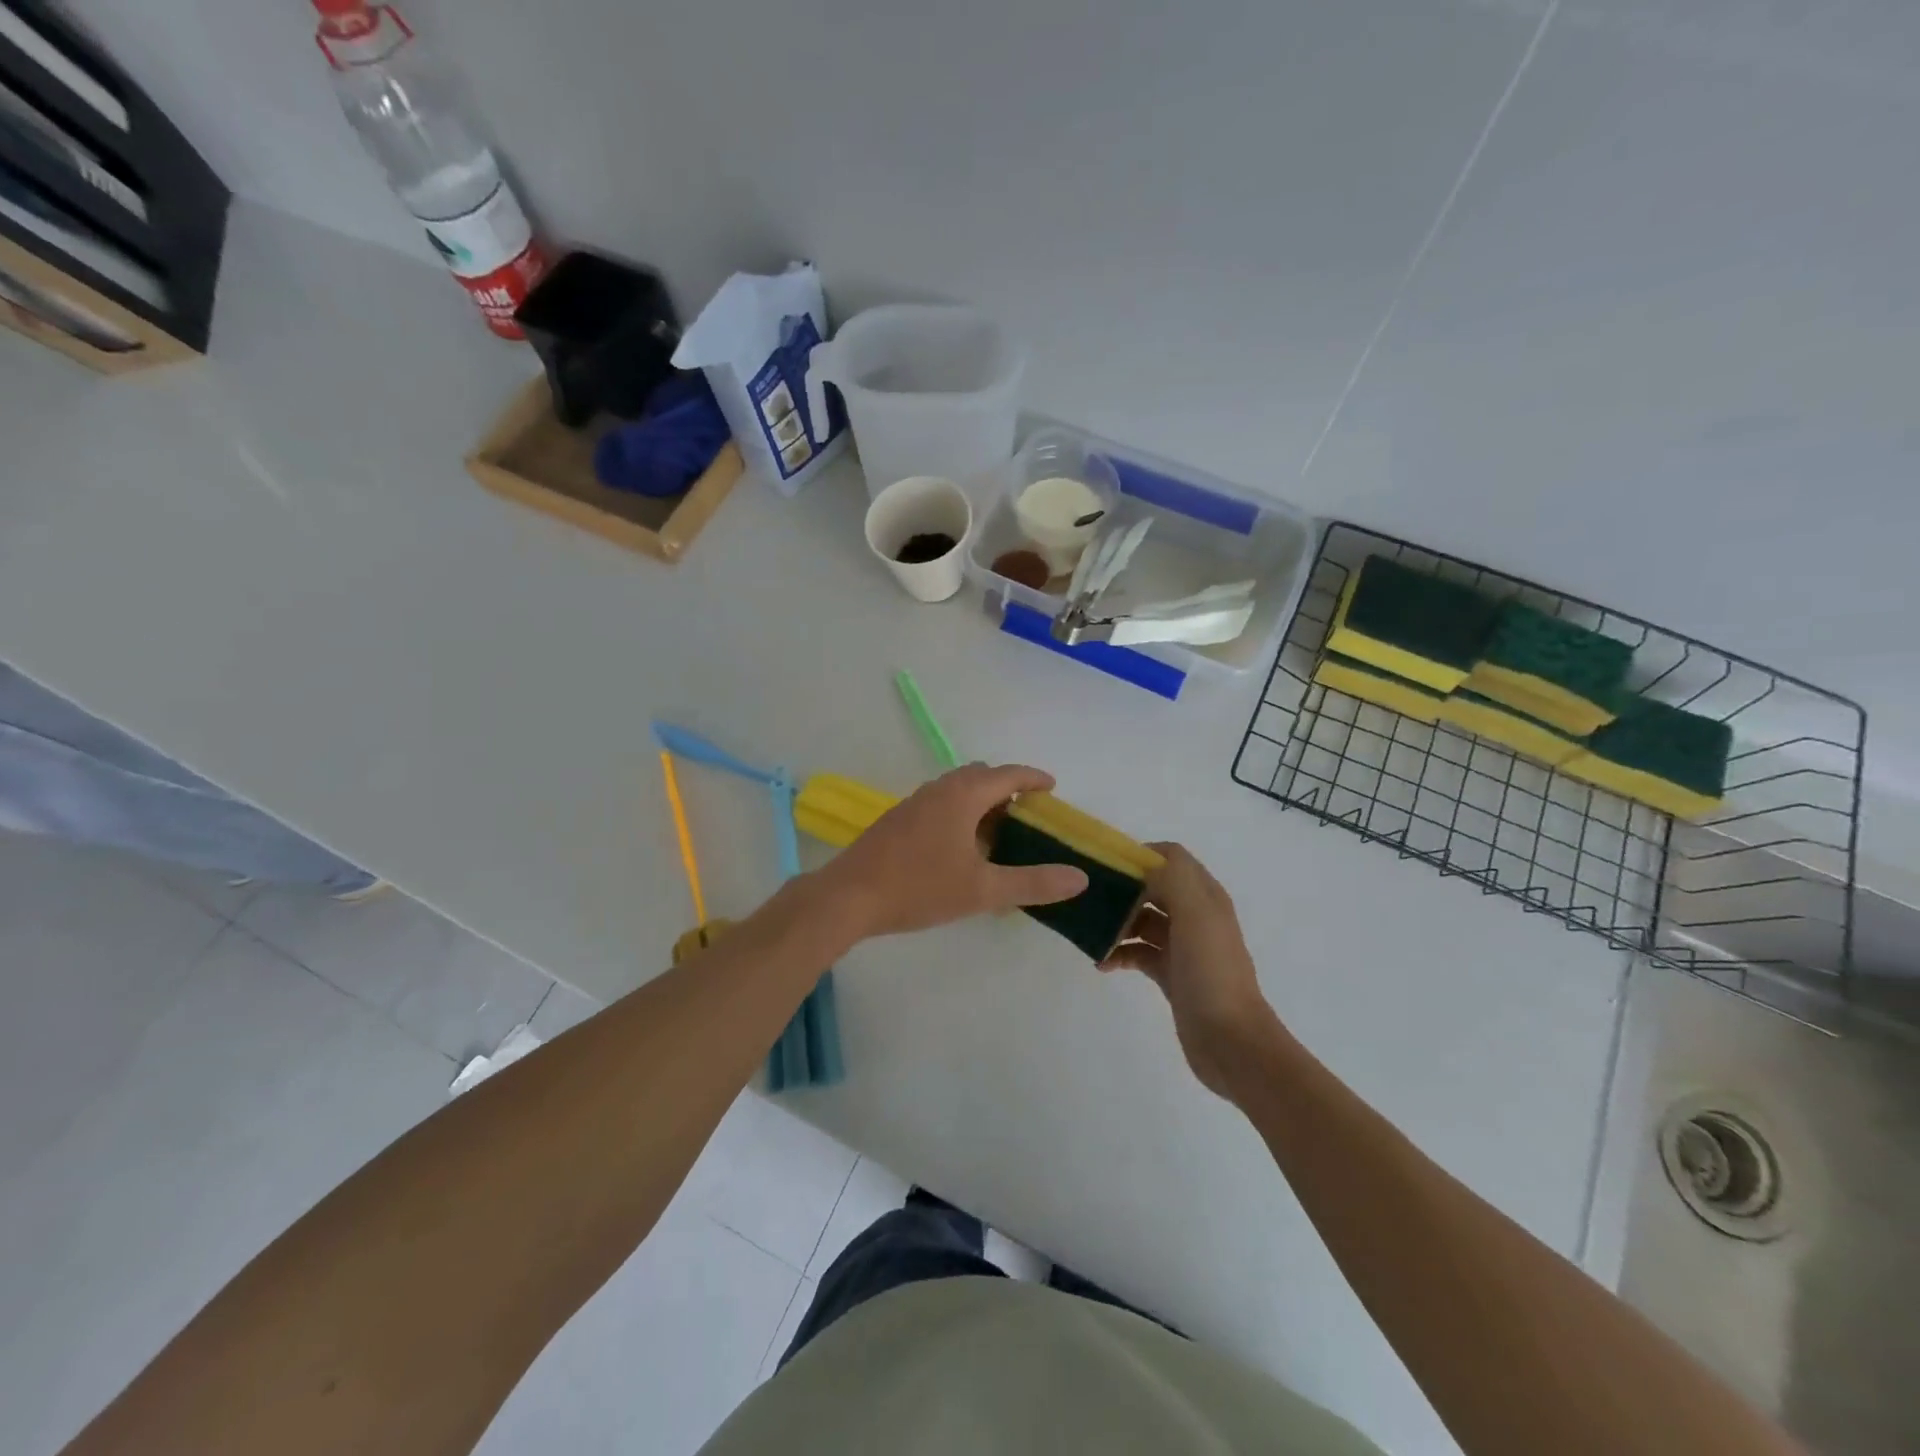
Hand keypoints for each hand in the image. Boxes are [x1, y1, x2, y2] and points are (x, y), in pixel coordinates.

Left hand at [816, 764, 1088, 940]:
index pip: (1007, 775)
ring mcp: (914, 803)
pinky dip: (959, 813)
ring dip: (981, 802)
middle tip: (1027, 816)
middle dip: (1007, 790)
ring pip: (956, 790)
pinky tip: (959, 848)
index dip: (1033, 778)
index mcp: (962, 796)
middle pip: (980, 776)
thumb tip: (1079, 877)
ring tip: (998, 834)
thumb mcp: (982, 890)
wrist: (848, 897)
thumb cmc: (919, 888)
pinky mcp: (897, 820)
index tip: (1053, 788)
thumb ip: (1032, 883)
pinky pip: (939, 804)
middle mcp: (938, 790)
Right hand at [1100, 844, 1279, 1096]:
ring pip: (1142, 920)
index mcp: (1205, 896)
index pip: (1171, 857)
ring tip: (1091, 933)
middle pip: (1153, 887)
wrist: (1232, 1042)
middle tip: (1088, 898)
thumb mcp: (1196, 915)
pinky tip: (1102, 963)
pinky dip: (1119, 952)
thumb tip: (1140, 867)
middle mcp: (1195, 915)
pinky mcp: (1171, 974)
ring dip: (1116, 922)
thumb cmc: (1212, 973)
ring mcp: (1183, 946)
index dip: (1140, 855)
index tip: (1106, 865)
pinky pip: (1138, 952)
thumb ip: (1171, 878)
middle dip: (1122, 889)